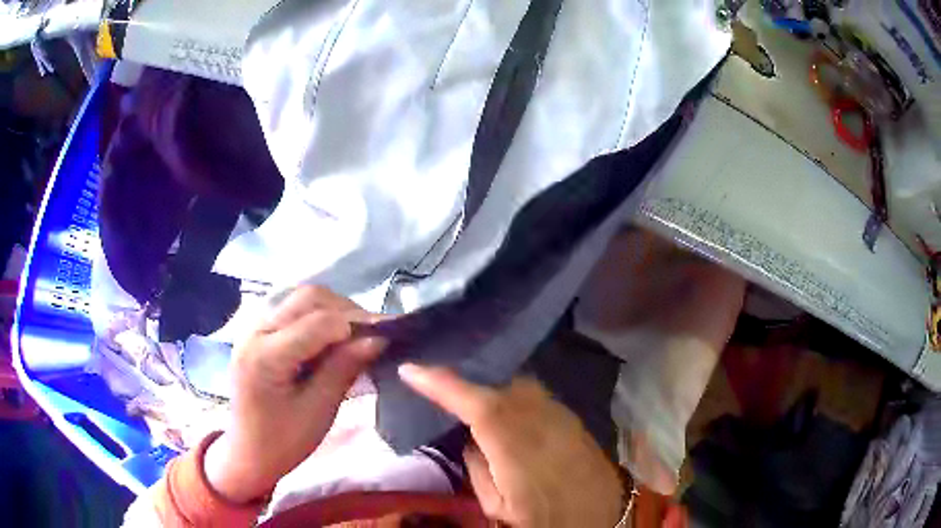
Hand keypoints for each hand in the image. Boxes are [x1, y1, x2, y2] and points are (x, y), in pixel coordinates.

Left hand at [205, 286, 385, 502]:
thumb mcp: (318, 410)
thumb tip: (378, 338)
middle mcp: (255, 330)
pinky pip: (293, 309)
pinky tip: (331, 337)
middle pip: (308, 298)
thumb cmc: (284, 441)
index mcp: (266, 356)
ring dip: (333, 310)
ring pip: (301, 298)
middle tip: (373, 334)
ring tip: (355, 335)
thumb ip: (344, 368)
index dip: (357, 324)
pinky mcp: (258, 331)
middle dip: (346, 310)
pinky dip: (318, 315)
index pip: (319, 322)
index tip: (388, 335)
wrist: (248, 452)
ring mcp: (254, 327)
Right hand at [400, 365, 624, 526]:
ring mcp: (560, 414)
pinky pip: (534, 393)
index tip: (410, 370)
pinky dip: (512, 391)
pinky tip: (502, 402)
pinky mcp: (571, 416)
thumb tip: (469, 437)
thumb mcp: (496, 504)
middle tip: (435, 378)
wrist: (597, 515)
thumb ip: (477, 466)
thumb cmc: (542, 516)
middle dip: (463, 377)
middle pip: (496, 384)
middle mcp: (539, 420)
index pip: (474, 402)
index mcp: (514, 446)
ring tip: (464, 386)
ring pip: (517, 383)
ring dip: (489, 382)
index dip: (441, 382)